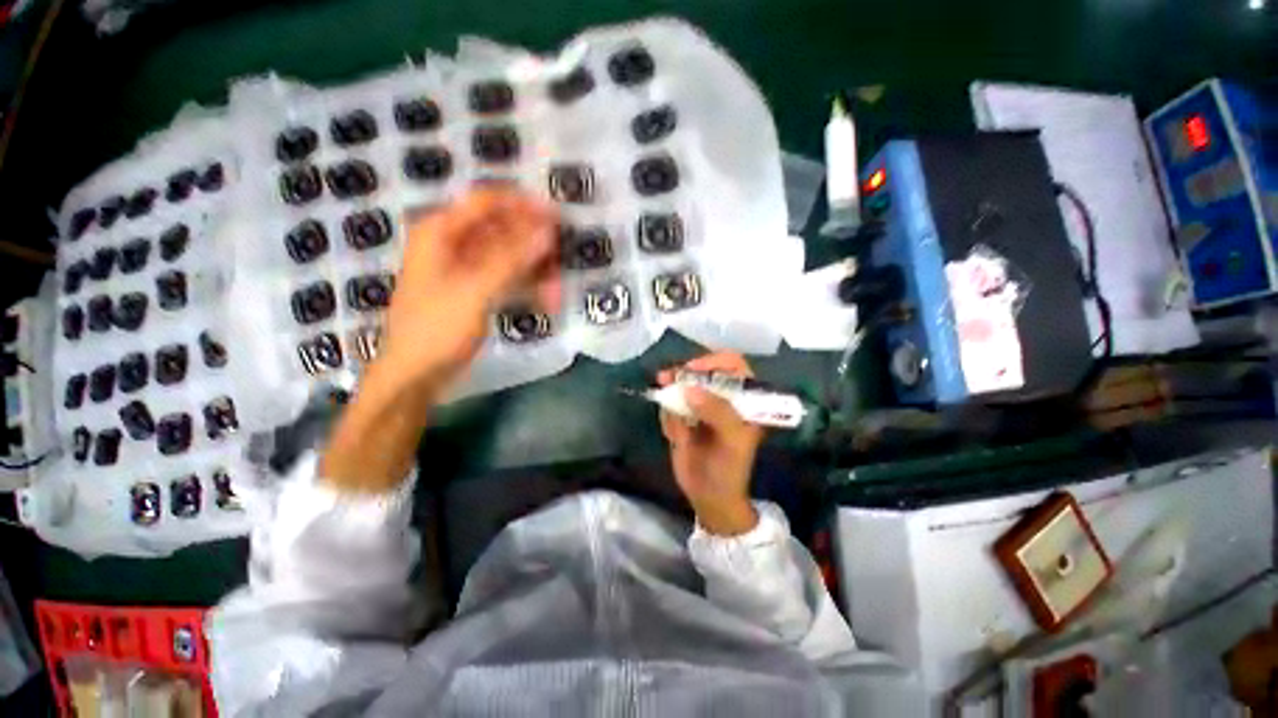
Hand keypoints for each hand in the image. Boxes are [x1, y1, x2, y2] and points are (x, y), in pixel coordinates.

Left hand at [380, 189, 559, 394]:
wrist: (415, 374)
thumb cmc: (436, 329)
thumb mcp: (475, 291)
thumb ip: (512, 259)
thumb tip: (547, 232)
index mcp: (441, 232)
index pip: (486, 202)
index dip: (522, 204)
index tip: (556, 215)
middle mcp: (452, 244)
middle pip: (501, 230)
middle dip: (534, 245)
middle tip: (561, 260)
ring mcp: (464, 269)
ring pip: (509, 257)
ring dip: (534, 271)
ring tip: (557, 291)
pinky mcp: (474, 290)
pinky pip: (507, 278)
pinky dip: (526, 287)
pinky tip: (546, 301)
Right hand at [658, 352, 764, 535]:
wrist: (708, 497)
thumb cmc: (729, 468)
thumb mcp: (731, 439)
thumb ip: (717, 411)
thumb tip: (690, 389)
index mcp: (743, 398)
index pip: (732, 365)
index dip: (713, 361)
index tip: (692, 369)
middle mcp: (722, 397)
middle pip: (702, 370)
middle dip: (684, 374)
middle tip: (665, 378)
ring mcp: (700, 406)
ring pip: (681, 387)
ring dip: (672, 396)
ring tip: (672, 419)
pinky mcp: (683, 416)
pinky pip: (670, 406)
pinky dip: (668, 417)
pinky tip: (676, 437)